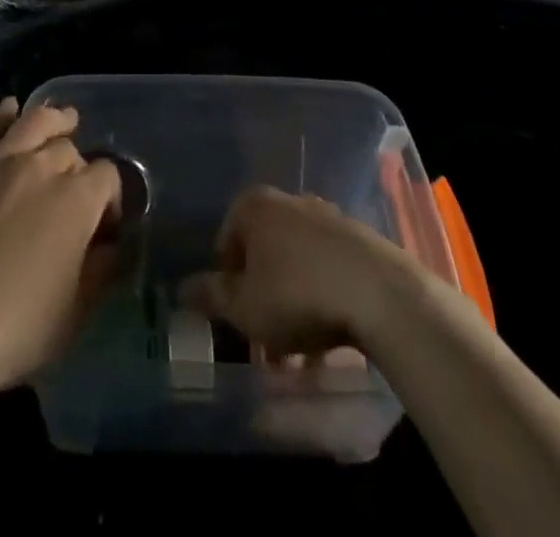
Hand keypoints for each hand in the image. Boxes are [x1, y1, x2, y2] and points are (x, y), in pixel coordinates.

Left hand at [0, 98, 121, 407]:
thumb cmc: (11, 332)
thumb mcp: (74, 315)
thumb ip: (101, 271)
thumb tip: (111, 245)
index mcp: (76, 200)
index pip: (108, 177)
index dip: (111, 198)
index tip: (102, 224)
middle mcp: (40, 167)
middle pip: (69, 149)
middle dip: (77, 167)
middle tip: (70, 192)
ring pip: (33, 122)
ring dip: (53, 119)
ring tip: (62, 119)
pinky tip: (7, 111)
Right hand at [179, 185, 419, 356]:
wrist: (380, 294)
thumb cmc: (297, 295)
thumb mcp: (244, 306)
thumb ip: (210, 296)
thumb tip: (179, 288)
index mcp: (255, 206)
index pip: (226, 239)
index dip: (226, 281)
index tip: (236, 316)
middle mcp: (289, 202)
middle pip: (264, 253)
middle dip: (261, 298)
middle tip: (266, 344)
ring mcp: (327, 218)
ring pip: (297, 266)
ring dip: (292, 307)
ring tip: (300, 357)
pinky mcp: (359, 240)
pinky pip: (328, 271)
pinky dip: (322, 300)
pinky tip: (329, 343)